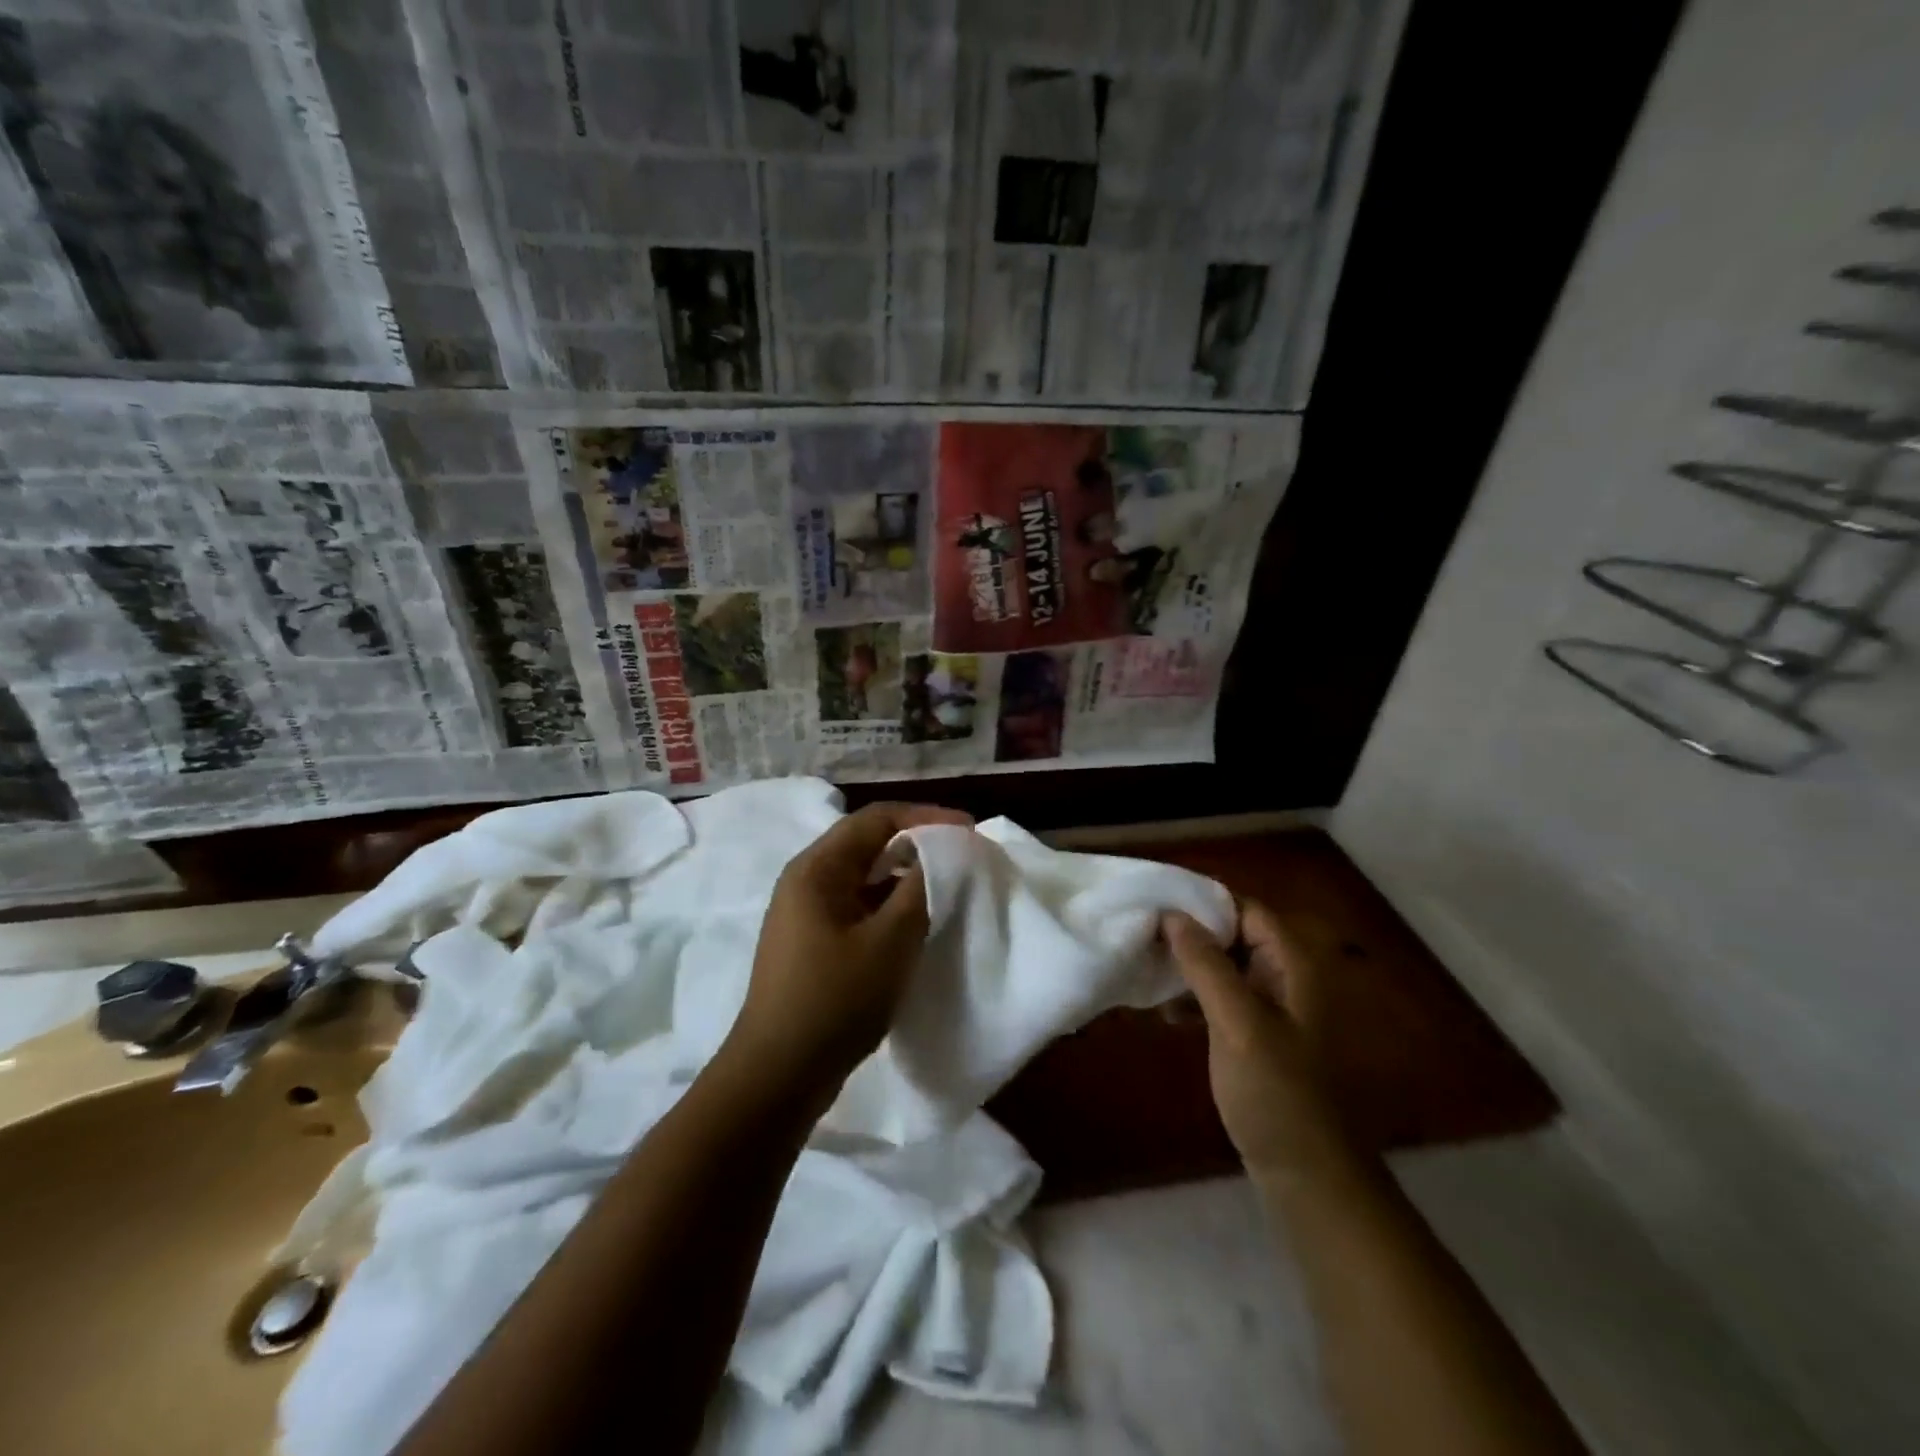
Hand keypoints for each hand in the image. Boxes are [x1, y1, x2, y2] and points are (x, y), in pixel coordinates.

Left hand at [726, 802, 971, 1095]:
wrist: (778, 1075)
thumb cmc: (835, 1000)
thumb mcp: (890, 942)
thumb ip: (920, 890)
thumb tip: (944, 854)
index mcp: (817, 868)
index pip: (877, 819)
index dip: (927, 818)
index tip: (970, 831)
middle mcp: (807, 880)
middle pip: (868, 843)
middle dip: (918, 845)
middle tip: (963, 857)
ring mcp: (807, 913)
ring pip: (865, 878)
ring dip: (905, 878)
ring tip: (948, 889)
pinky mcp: (813, 943)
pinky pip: (858, 907)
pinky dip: (890, 907)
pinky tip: (918, 924)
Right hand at [1162, 901, 1362, 1182]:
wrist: (1306, 1175)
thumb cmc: (1276, 1092)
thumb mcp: (1238, 1022)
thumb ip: (1206, 964)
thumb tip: (1173, 913)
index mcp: (1292, 965)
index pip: (1246, 909)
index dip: (1204, 901)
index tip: (1156, 902)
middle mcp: (1285, 978)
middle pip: (1233, 935)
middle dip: (1189, 934)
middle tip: (1142, 935)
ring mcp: (1271, 1009)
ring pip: (1222, 967)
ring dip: (1187, 967)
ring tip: (1146, 971)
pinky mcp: (1254, 1036)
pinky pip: (1220, 998)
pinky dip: (1194, 998)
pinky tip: (1165, 1013)